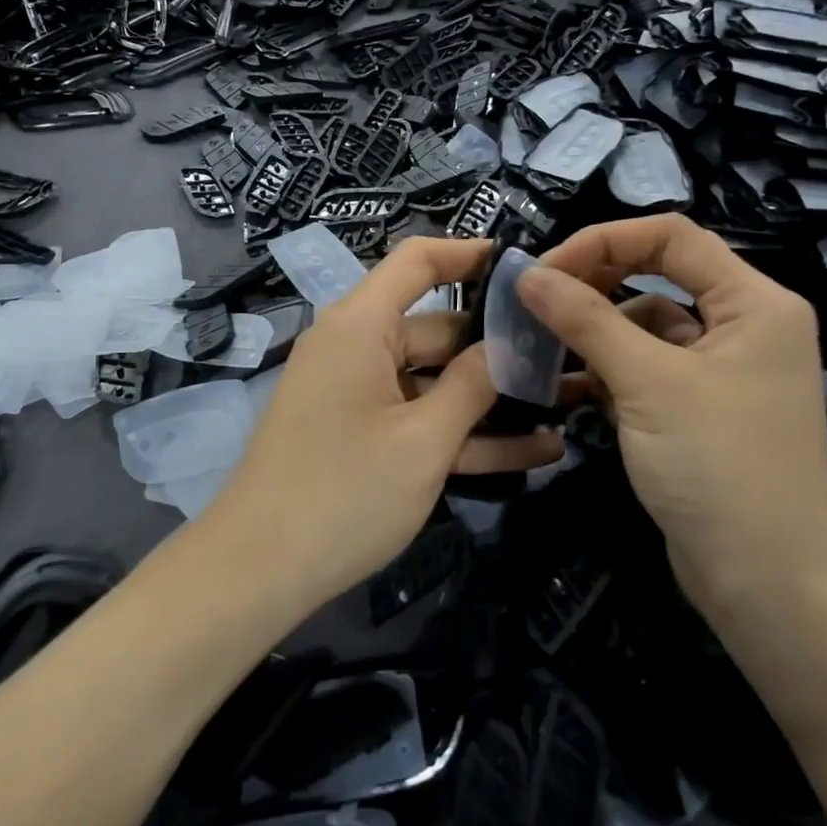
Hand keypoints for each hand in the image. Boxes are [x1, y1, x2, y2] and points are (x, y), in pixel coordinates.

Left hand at [206, 237, 564, 612]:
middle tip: (568, 358)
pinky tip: (534, 450)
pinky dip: (462, 432)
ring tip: (568, 403)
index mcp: (360, 325)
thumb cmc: (344, 493)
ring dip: (491, 398)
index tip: (526, 268)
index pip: (417, 261)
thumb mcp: (423, 441)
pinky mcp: (360, 434)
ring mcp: (357, 394)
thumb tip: (507, 346)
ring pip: (434, 380)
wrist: (257, 570)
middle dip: (498, 346)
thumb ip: (472, 386)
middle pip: (435, 328)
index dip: (470, 254)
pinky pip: (417, 419)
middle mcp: (356, 348)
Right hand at [516, 215, 826, 609]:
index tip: (545, 270)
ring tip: (534, 345)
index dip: (603, 241)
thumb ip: (585, 319)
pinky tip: (558, 384)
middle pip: (655, 276)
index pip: (671, 237)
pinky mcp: (693, 410)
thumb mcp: (647, 383)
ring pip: (641, 326)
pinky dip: (601, 371)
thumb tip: (526, 275)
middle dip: (592, 284)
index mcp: (753, 302)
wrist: (769, 585)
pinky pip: (640, 370)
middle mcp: (740, 326)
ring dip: (590, 332)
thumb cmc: (720, 466)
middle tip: (533, 302)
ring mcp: (716, 371)